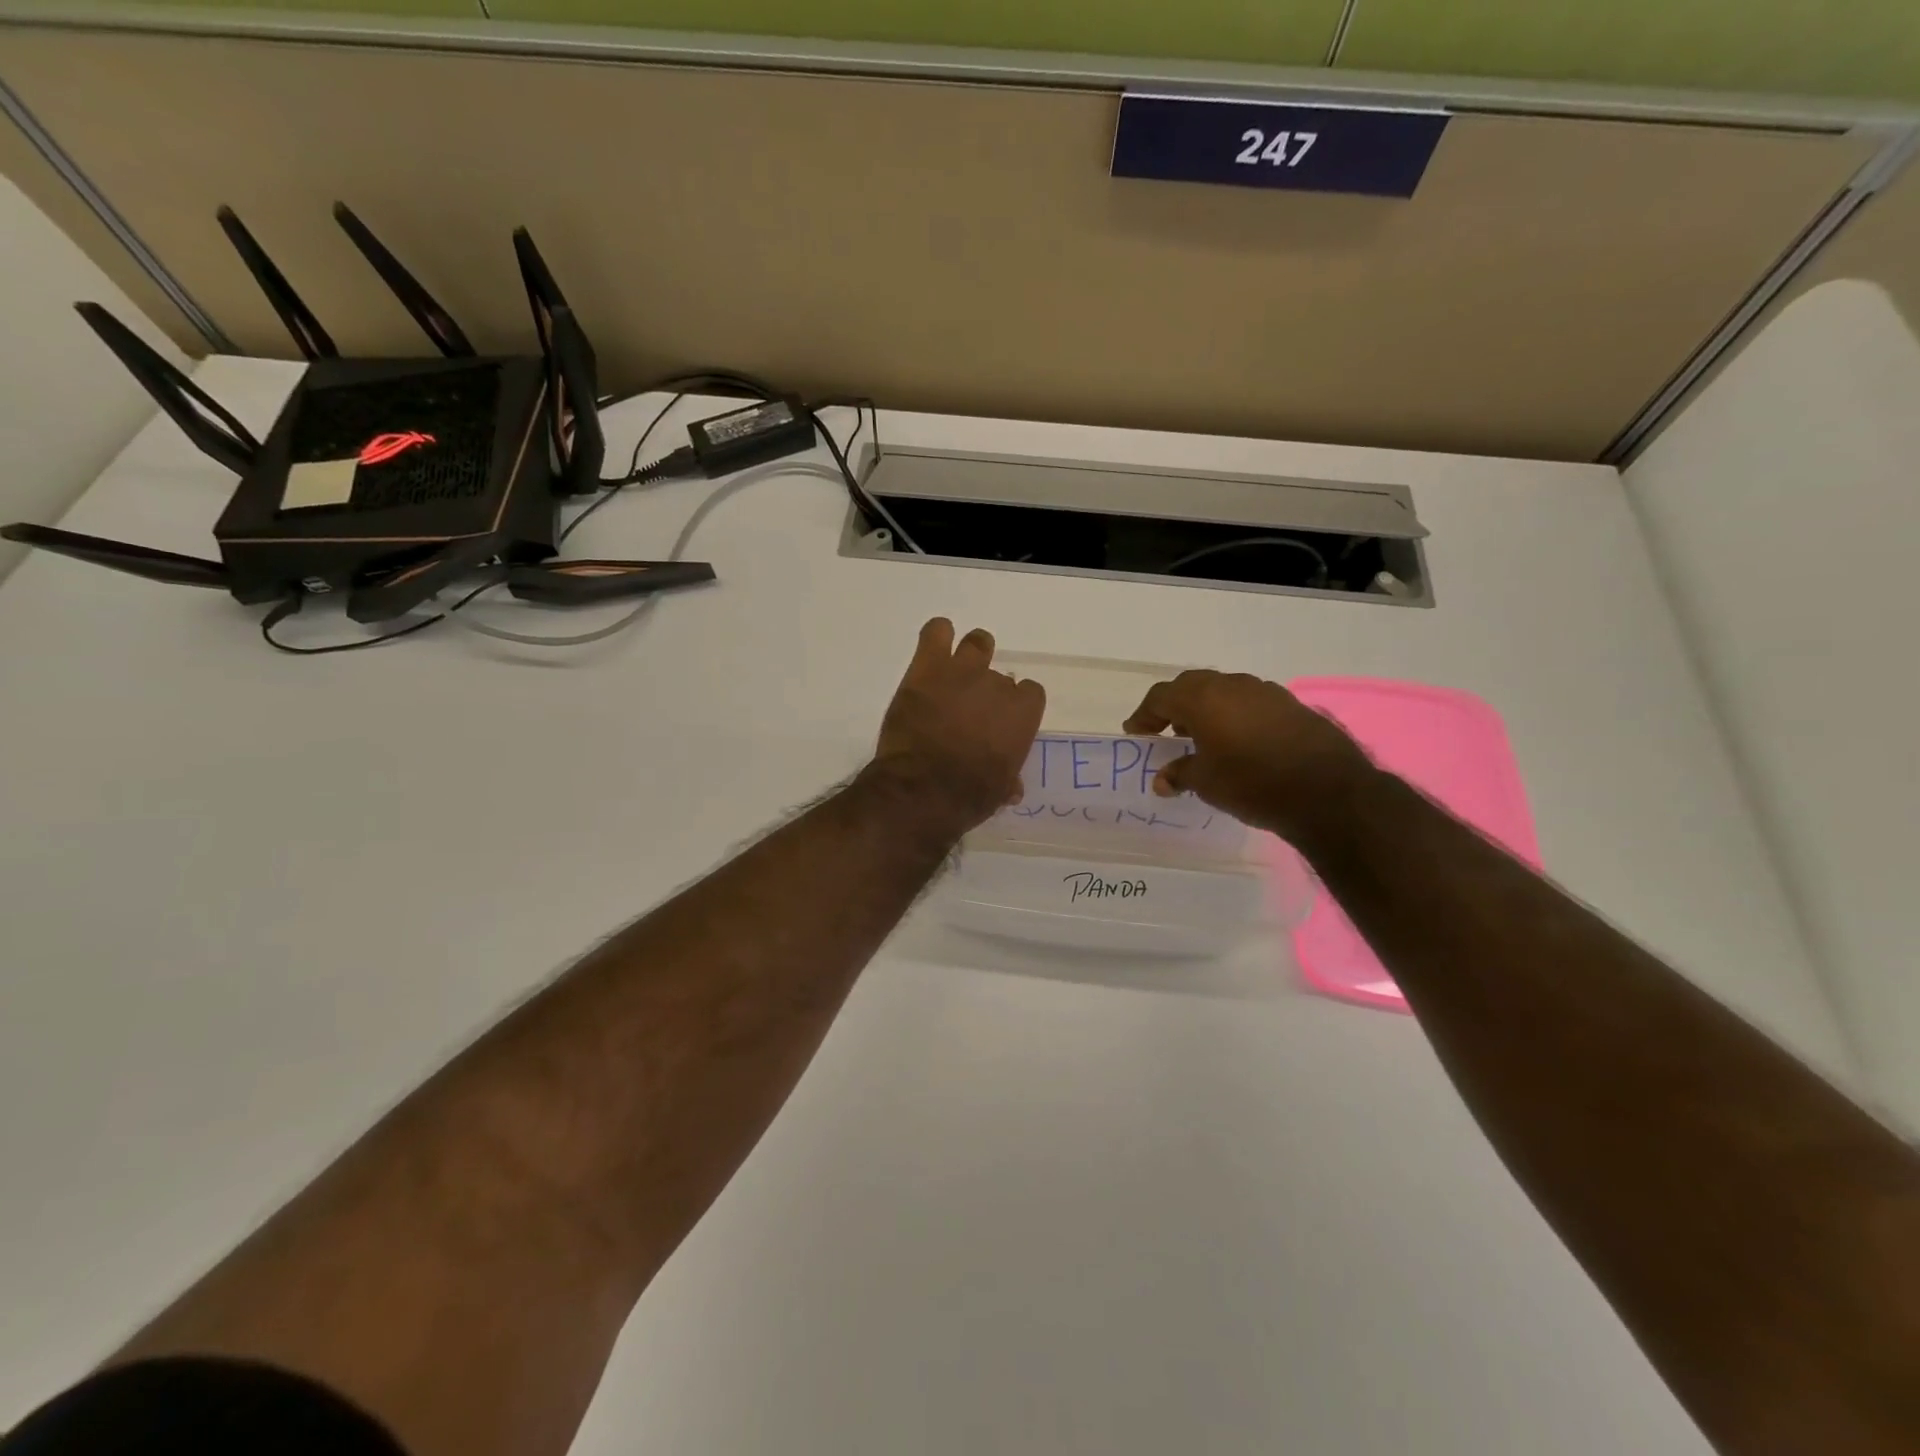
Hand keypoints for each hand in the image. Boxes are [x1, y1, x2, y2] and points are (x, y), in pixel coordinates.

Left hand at [873, 618, 1045, 829]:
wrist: (923, 789)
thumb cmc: (968, 796)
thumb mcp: (999, 791)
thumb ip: (1009, 777)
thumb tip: (1012, 786)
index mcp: (1022, 714)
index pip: (1030, 694)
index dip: (1015, 705)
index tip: (1000, 720)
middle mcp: (998, 685)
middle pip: (1000, 675)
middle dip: (987, 690)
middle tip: (970, 708)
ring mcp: (963, 671)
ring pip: (977, 643)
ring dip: (971, 654)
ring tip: (956, 671)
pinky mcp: (928, 667)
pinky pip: (937, 632)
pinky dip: (937, 635)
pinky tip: (934, 647)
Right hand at [1123, 670, 1372, 841]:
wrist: (1328, 792)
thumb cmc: (1252, 783)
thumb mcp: (1206, 783)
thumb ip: (1180, 774)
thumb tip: (1163, 779)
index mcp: (1202, 699)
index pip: (1161, 696)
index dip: (1144, 715)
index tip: (1137, 734)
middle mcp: (1231, 685)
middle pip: (1191, 686)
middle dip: (1174, 707)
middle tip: (1167, 733)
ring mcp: (1265, 691)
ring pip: (1223, 691)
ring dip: (1206, 709)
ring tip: (1203, 738)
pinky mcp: (1290, 704)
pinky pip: (1249, 702)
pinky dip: (1234, 715)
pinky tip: (1239, 742)